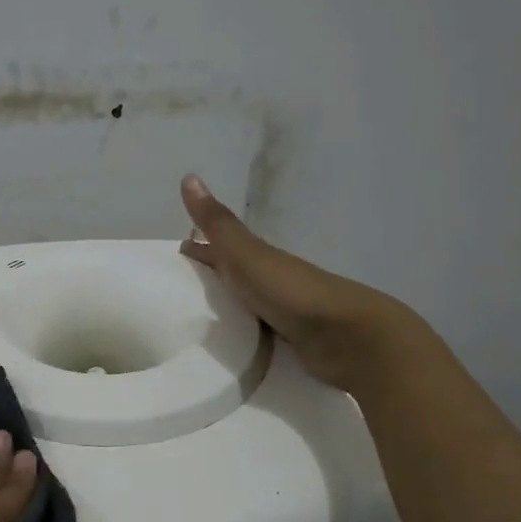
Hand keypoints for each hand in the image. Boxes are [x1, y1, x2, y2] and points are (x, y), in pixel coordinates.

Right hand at [180, 173, 404, 393]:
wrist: (344, 336)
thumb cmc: (290, 291)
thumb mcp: (247, 254)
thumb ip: (218, 224)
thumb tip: (189, 176)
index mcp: (259, 258)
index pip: (223, 247)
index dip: (201, 247)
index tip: (176, 251)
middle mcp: (270, 281)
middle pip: (235, 275)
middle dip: (211, 276)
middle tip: (179, 288)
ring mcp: (283, 313)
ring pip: (247, 305)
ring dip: (226, 307)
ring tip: (195, 321)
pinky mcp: (290, 343)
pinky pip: (257, 334)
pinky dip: (242, 334)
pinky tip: (229, 345)